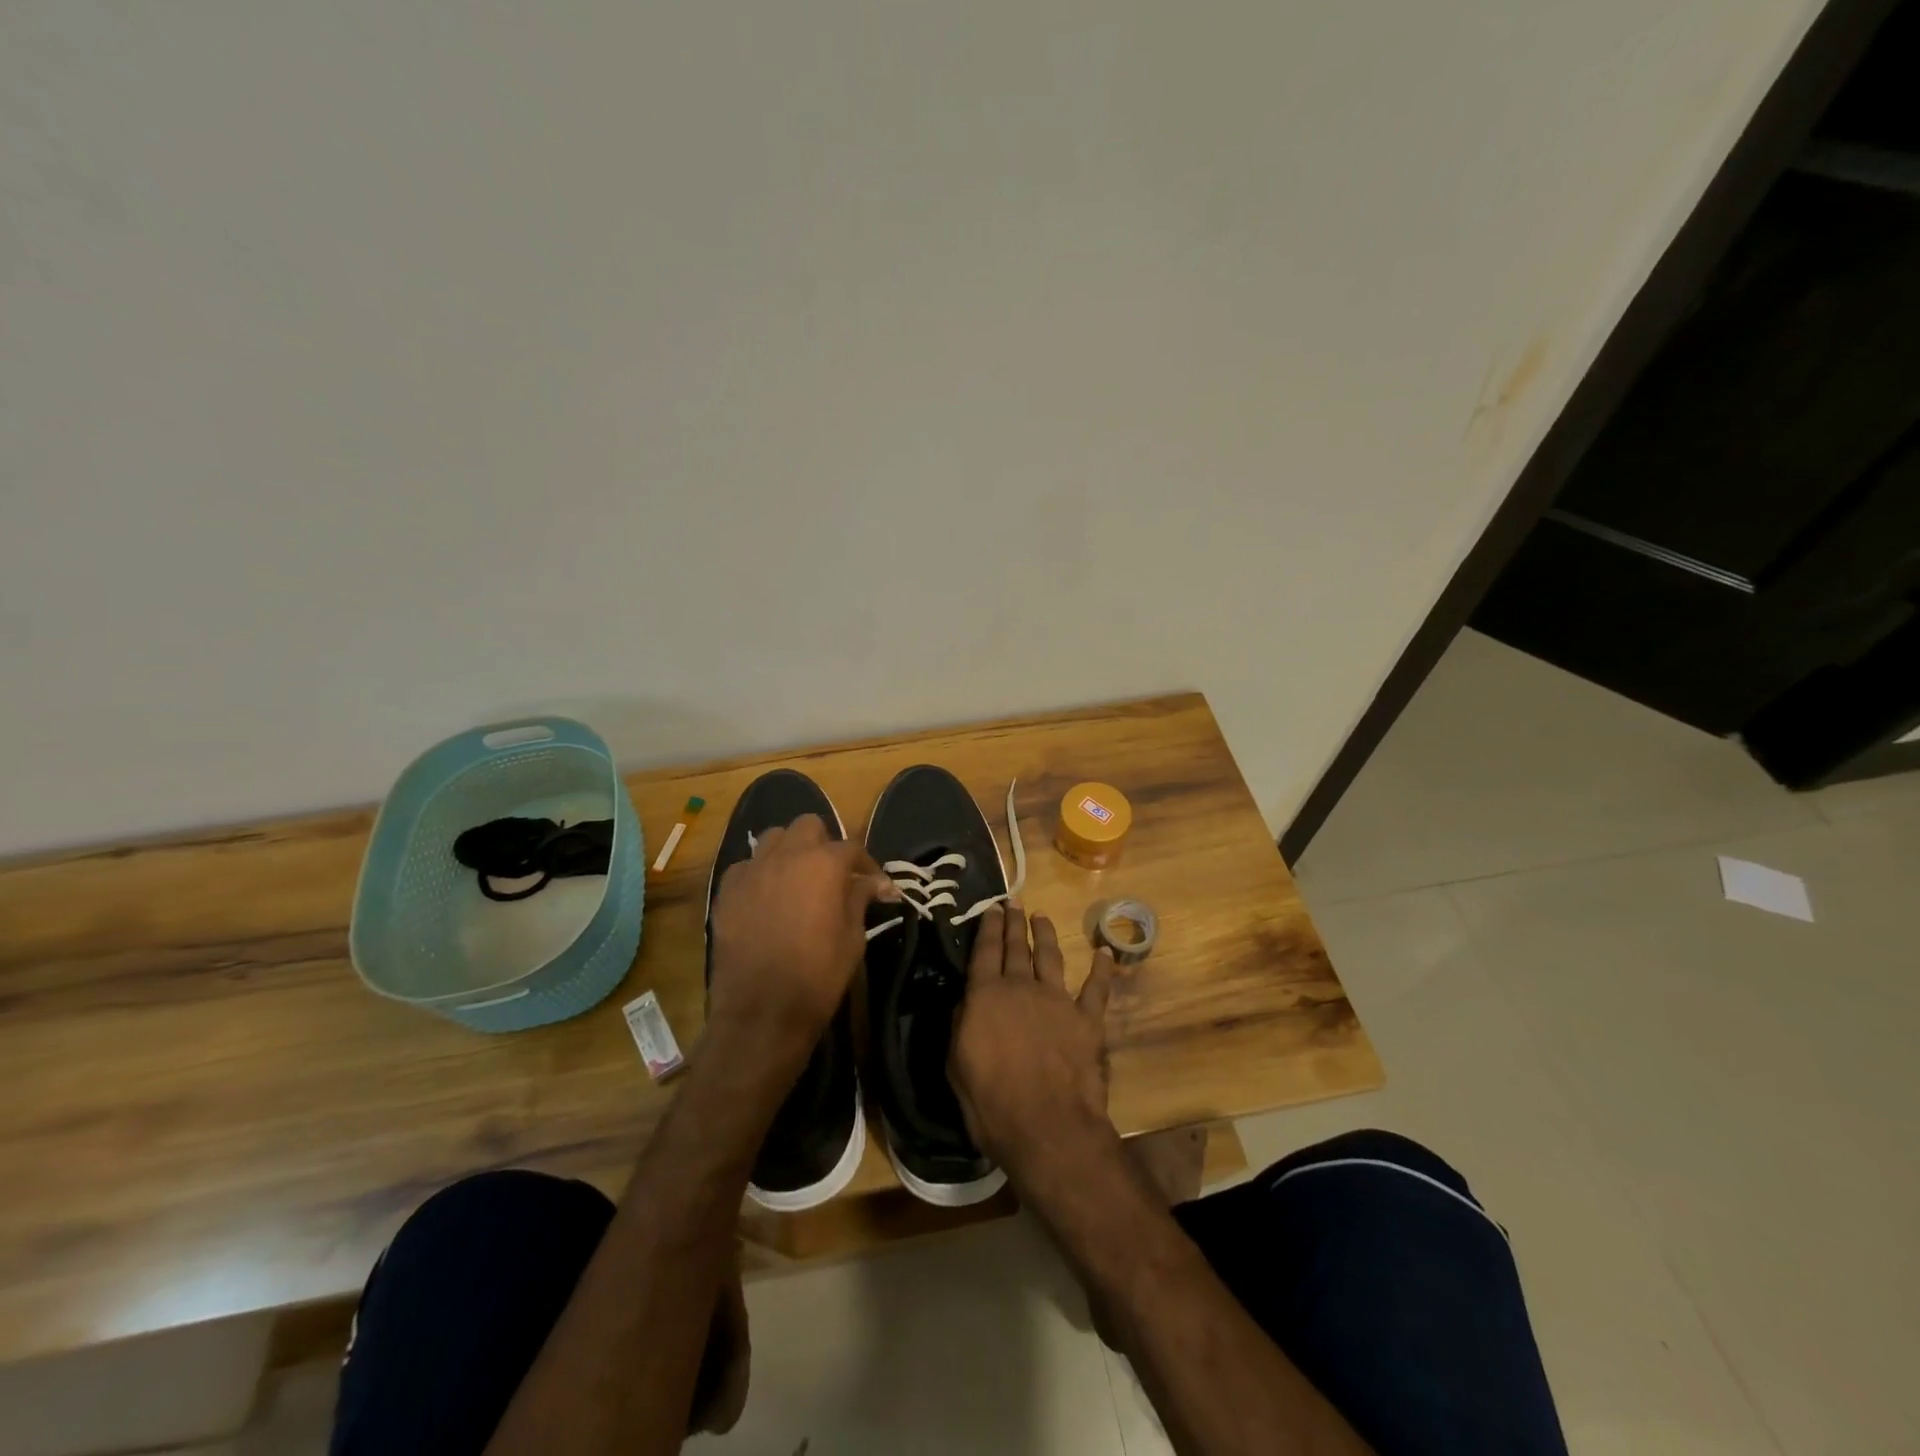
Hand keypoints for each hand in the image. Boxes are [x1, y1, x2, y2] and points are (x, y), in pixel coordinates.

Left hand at [706, 814, 892, 1076]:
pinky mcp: (726, 891)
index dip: (867, 865)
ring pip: (773, 838)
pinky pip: (746, 866)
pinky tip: (766, 897)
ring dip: (790, 850)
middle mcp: (786, 856)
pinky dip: (760, 873)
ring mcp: (752, 871)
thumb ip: (860, 899)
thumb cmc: (818, 976)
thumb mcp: (853, 938)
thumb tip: (876, 883)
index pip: (852, 847)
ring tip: (798, 878)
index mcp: (824, 864)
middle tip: (834, 875)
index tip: (877, 886)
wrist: (761, 1012)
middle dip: (824, 844)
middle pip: (808, 826)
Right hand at [949, 904, 1116, 1181]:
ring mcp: (1058, 1000)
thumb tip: (966, 1002)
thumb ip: (961, 1025)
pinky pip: (1096, 988)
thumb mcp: (957, 1064)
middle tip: (1013, 903)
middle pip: (1017, 947)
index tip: (991, 908)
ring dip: (1046, 935)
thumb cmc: (991, 1102)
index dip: (987, 927)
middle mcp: (1022, 988)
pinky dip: (1101, 970)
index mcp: (986, 996)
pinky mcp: (1087, 1020)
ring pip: (1051, 957)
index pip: (985, 951)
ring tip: (1041, 918)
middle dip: (1013, 923)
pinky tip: (1104, 953)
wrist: (1048, 1126)